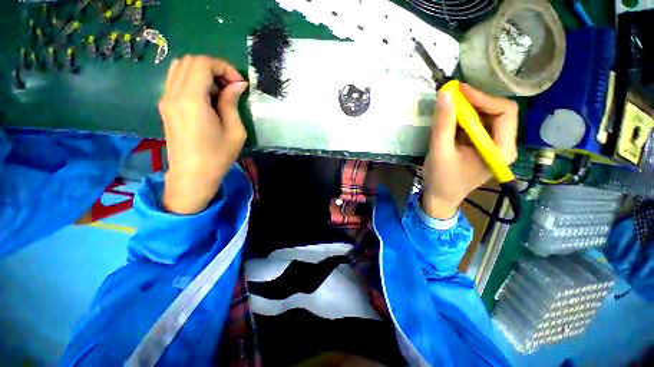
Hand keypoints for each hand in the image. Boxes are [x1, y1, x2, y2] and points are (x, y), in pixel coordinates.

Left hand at [159, 56, 248, 213]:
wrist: (192, 176)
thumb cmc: (217, 157)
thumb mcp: (234, 131)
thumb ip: (232, 103)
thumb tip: (237, 84)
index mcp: (191, 100)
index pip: (203, 64)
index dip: (224, 68)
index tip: (239, 84)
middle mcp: (173, 94)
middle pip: (190, 61)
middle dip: (214, 68)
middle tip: (231, 87)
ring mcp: (166, 99)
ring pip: (181, 68)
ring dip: (203, 73)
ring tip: (219, 92)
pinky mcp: (165, 106)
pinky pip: (177, 81)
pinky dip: (194, 81)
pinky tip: (207, 99)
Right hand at [421, 84, 517, 218]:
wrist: (440, 196)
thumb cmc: (441, 179)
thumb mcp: (439, 151)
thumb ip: (443, 124)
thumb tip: (445, 94)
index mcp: (501, 150)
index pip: (505, 113)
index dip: (483, 98)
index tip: (459, 91)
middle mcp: (504, 145)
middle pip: (498, 112)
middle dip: (475, 103)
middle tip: (452, 97)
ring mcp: (494, 146)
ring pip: (488, 117)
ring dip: (469, 110)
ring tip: (449, 108)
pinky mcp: (483, 146)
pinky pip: (478, 125)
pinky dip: (464, 119)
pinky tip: (450, 120)